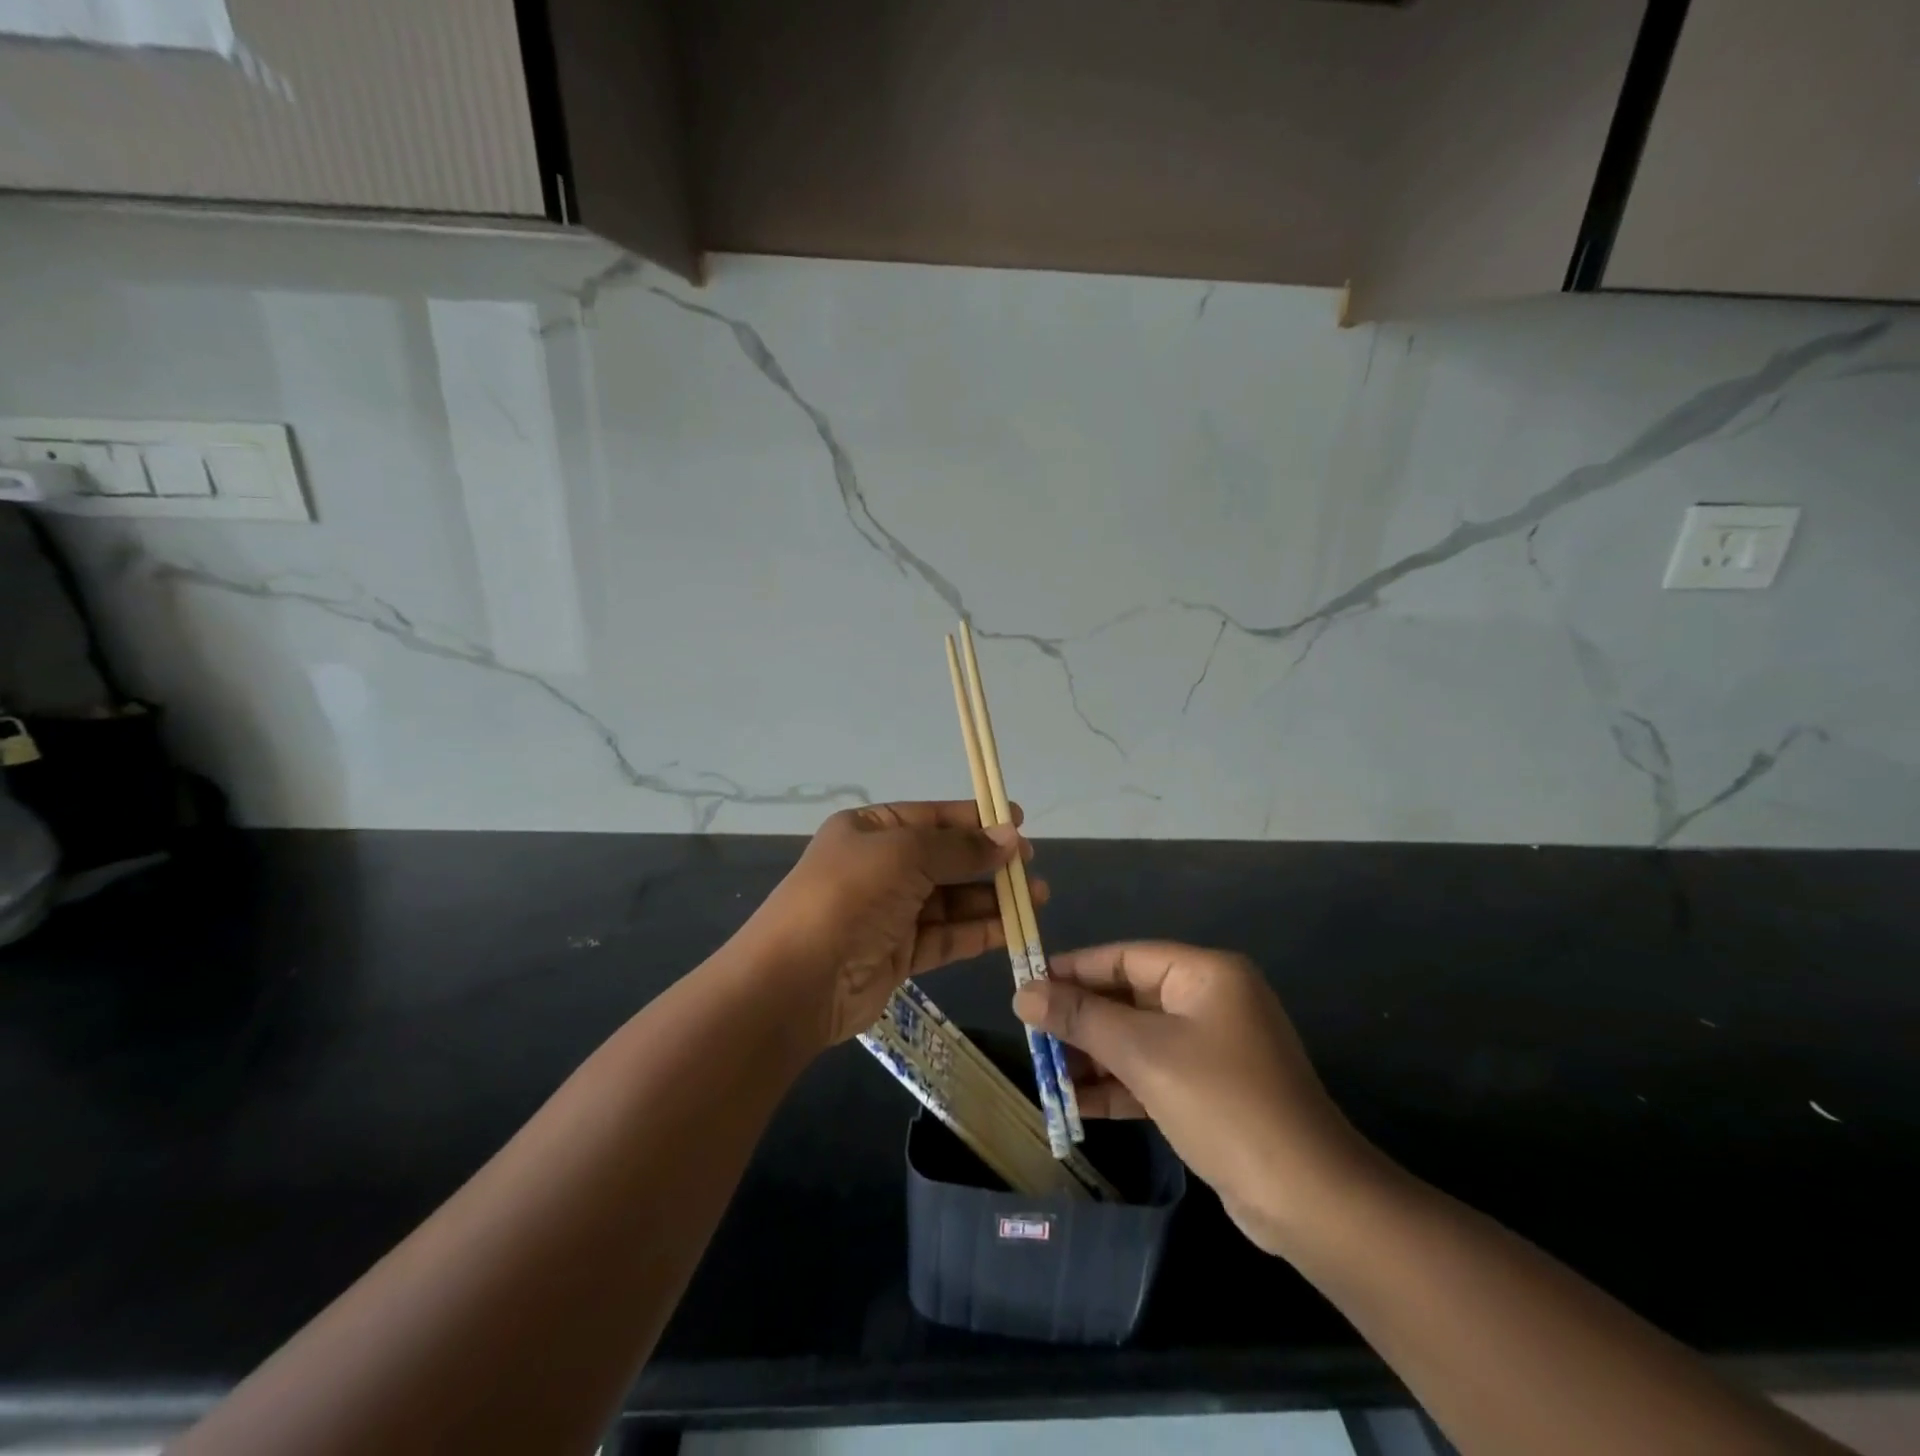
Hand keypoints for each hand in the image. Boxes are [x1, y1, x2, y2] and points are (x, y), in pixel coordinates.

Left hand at [742, 801, 1036, 1047]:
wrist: (797, 981)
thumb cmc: (849, 897)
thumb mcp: (905, 855)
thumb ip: (960, 848)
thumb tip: (1010, 838)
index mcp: (871, 831)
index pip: (932, 818)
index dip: (976, 819)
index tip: (1019, 821)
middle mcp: (880, 867)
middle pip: (945, 859)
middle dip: (989, 862)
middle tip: (1031, 866)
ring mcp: (889, 912)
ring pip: (950, 900)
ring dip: (991, 898)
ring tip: (1036, 898)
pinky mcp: (898, 954)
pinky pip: (946, 936)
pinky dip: (978, 931)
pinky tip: (1012, 929)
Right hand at [1014, 941, 1367, 1255]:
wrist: (1309, 1200)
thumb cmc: (1223, 1104)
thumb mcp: (1145, 1054)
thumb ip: (1082, 1019)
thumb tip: (1023, 994)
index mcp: (1205, 974)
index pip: (1124, 957)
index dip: (1073, 969)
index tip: (1026, 983)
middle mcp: (1210, 1001)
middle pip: (1129, 997)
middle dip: (1080, 1019)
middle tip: (1029, 1033)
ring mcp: (1212, 1049)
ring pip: (1137, 1039)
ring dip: (1094, 1056)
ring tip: (1044, 1072)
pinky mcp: (1209, 1091)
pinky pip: (1152, 1074)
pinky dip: (1118, 1086)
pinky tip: (1076, 1104)